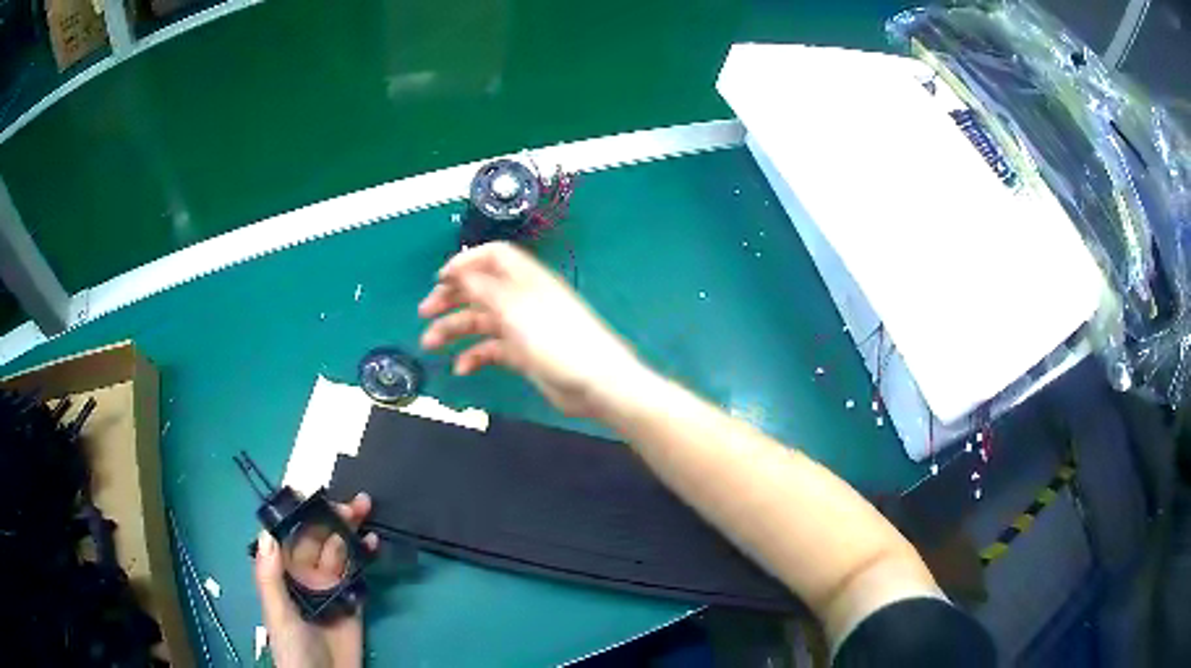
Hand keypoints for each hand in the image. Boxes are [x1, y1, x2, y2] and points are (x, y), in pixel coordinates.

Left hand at [253, 493, 379, 667]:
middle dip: (333, 517)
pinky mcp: (354, 602)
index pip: (291, 535)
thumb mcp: (277, 612)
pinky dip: (366, 556)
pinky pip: (359, 574)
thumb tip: (267, 533)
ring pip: (340, 551)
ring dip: (351, 531)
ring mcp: (331, 587)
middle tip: (353, 503)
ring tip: (366, 511)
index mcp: (283, 573)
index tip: (315, 493)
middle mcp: (306, 574)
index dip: (302, 513)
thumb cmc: (292, 646)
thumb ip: (270, 576)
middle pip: (320, 538)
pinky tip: (373, 545)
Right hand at [419, 242, 650, 417]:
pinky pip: (492, 350)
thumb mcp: (516, 309)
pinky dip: (474, 357)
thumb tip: (458, 269)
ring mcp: (523, 328)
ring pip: (481, 321)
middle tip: (424, 312)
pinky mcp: (523, 354)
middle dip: (451, 298)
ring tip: (430, 344)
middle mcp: (522, 299)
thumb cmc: (558, 341)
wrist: (597, 384)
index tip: (439, 279)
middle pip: (480, 289)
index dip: (465, 262)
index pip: (493, 257)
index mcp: (525, 280)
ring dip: (454, 330)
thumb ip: (484, 288)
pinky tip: (462, 369)